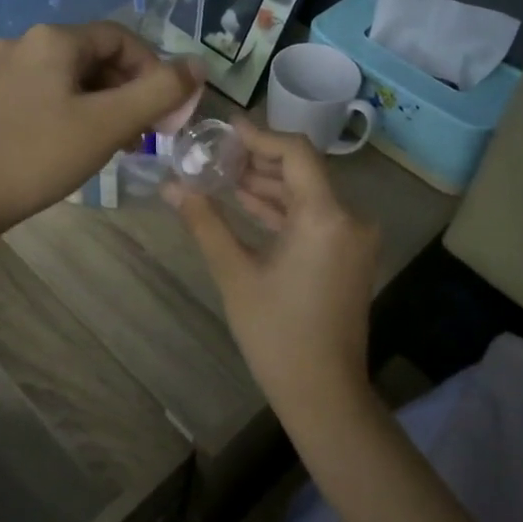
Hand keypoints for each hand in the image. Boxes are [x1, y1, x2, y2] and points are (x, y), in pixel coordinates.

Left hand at [0, 22, 201, 233]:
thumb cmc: (40, 156)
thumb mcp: (109, 123)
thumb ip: (160, 91)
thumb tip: (198, 64)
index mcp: (53, 38)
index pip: (122, 39)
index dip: (153, 71)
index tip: (165, 112)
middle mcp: (25, 42)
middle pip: (96, 57)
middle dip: (128, 92)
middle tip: (143, 133)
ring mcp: (4, 69)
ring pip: (72, 78)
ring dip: (104, 104)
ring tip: (117, 144)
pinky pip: (48, 92)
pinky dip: (74, 111)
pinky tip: (78, 144)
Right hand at [165, 118, 379, 422]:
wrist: (323, 393)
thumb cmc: (276, 334)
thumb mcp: (235, 274)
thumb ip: (205, 222)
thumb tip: (170, 186)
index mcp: (326, 217)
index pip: (296, 153)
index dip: (260, 136)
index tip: (225, 128)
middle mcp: (349, 218)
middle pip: (302, 171)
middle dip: (258, 160)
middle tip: (215, 152)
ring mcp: (351, 238)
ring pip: (307, 194)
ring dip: (268, 184)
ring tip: (222, 174)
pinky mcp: (347, 255)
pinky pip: (314, 217)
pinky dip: (282, 209)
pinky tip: (246, 201)